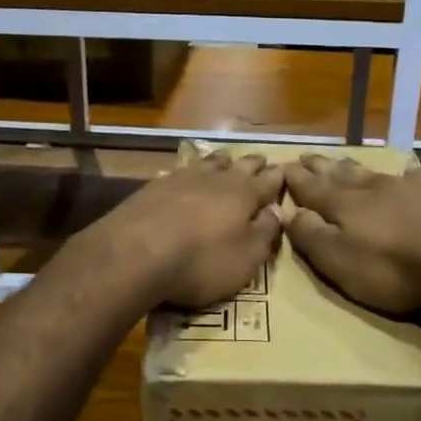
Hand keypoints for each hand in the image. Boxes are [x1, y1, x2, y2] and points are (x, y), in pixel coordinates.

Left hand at [84, 151, 284, 308]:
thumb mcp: (246, 258)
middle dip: (252, 163)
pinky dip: (187, 172)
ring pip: (207, 163)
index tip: (284, 171)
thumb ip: (265, 233)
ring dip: (220, 161)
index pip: (268, 182)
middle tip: (261, 160)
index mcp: (244, 195)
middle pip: (239, 165)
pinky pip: (177, 172)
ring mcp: (181, 179)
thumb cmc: (201, 261)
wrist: (136, 253)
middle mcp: (215, 179)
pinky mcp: (153, 187)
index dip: (278, 178)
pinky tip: (182, 174)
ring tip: (225, 159)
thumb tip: (277, 211)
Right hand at [283, 154, 420, 314]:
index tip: (282, 166)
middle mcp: (371, 189)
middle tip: (306, 156)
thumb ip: (311, 235)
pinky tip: (404, 174)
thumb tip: (289, 212)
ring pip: (371, 173)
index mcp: (343, 205)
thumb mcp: (338, 261)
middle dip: (321, 167)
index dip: (296, 179)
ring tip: (341, 161)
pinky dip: (400, 175)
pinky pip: (410, 179)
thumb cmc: (392, 269)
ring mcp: (406, 189)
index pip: (311, 188)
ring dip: (352, 167)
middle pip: (340, 174)